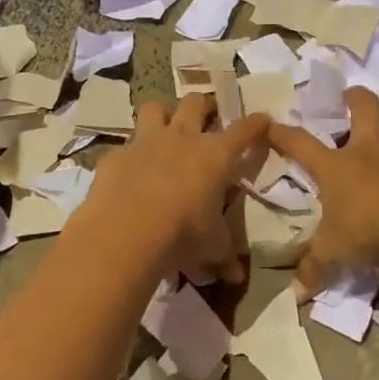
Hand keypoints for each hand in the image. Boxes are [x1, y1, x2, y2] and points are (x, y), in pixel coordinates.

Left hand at [75, 93, 269, 282]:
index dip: (255, 124)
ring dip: (162, 113)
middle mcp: (182, 138)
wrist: (127, 230)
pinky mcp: (116, 156)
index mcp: (215, 155)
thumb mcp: (211, 247)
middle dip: (204, 104)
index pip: (243, 131)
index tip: (262, 119)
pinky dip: (129, 155)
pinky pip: (124, 146)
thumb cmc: (183, 233)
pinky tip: (129, 171)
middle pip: (196, 102)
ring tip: (165, 125)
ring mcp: (146, 142)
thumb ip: (224, 256)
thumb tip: (237, 277)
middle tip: (207, 113)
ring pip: (155, 107)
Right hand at [267, 88, 378, 293]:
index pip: (300, 143)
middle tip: (350, 97)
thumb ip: (314, 268)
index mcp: (335, 166)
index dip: (283, 133)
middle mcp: (367, 152)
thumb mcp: (333, 253)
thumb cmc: (365, 231)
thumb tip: (297, 293)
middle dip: (355, 97)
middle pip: (363, 108)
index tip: (271, 125)